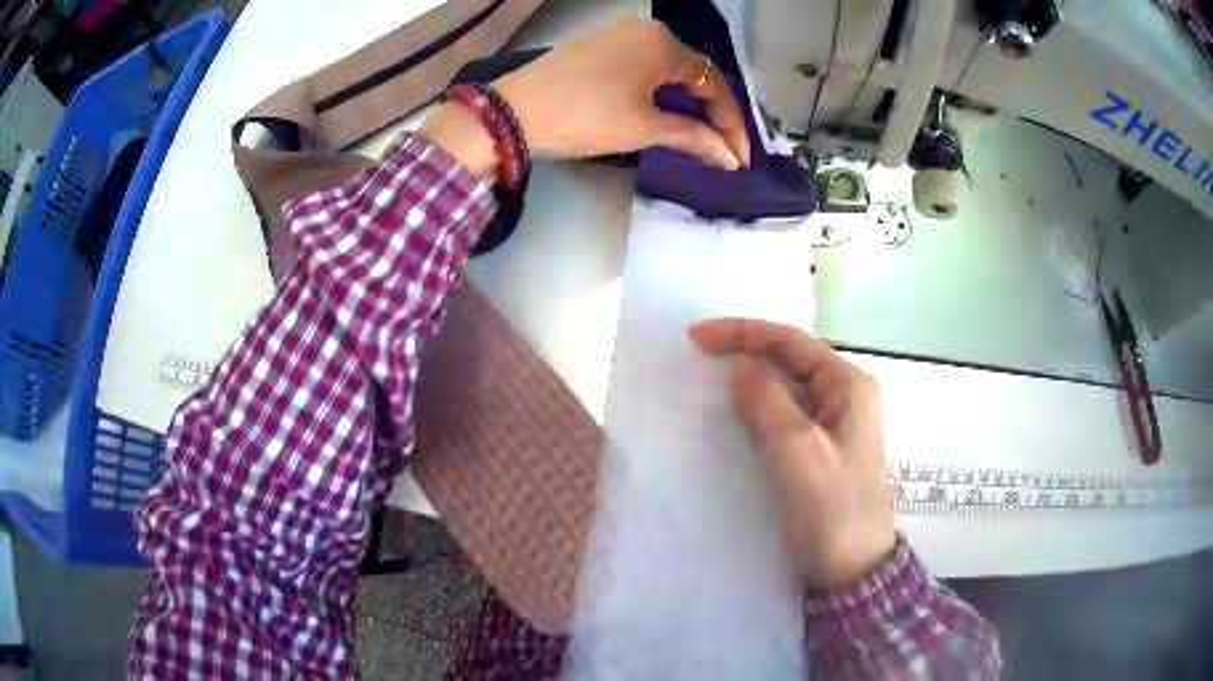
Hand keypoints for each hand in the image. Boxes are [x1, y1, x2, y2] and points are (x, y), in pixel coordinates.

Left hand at [493, 18, 748, 168]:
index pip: (712, 83)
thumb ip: (692, 137)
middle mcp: (645, 30)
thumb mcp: (642, 128)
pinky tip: (663, 114)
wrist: (510, 114)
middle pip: (692, 73)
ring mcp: (618, 35)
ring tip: (699, 138)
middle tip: (723, 149)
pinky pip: (643, 68)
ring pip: (667, 70)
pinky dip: (659, 93)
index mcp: (662, 43)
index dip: (731, 123)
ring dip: (686, 104)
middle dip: (711, 113)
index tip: (739, 157)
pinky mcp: (598, 47)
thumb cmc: (583, 117)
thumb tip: (729, 156)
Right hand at [688, 318, 895, 591]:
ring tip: (711, 377)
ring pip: (789, 386)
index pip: (792, 342)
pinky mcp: (824, 448)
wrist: (854, 569)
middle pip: (791, 359)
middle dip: (747, 350)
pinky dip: (759, 406)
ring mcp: (837, 423)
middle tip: (700, 352)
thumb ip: (768, 402)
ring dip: (752, 377)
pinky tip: (736, 413)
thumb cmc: (832, 510)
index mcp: (850, 386)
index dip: (744, 332)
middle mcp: (847, 396)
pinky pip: (787, 414)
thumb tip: (740, 365)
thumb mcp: (798, 452)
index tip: (697, 337)